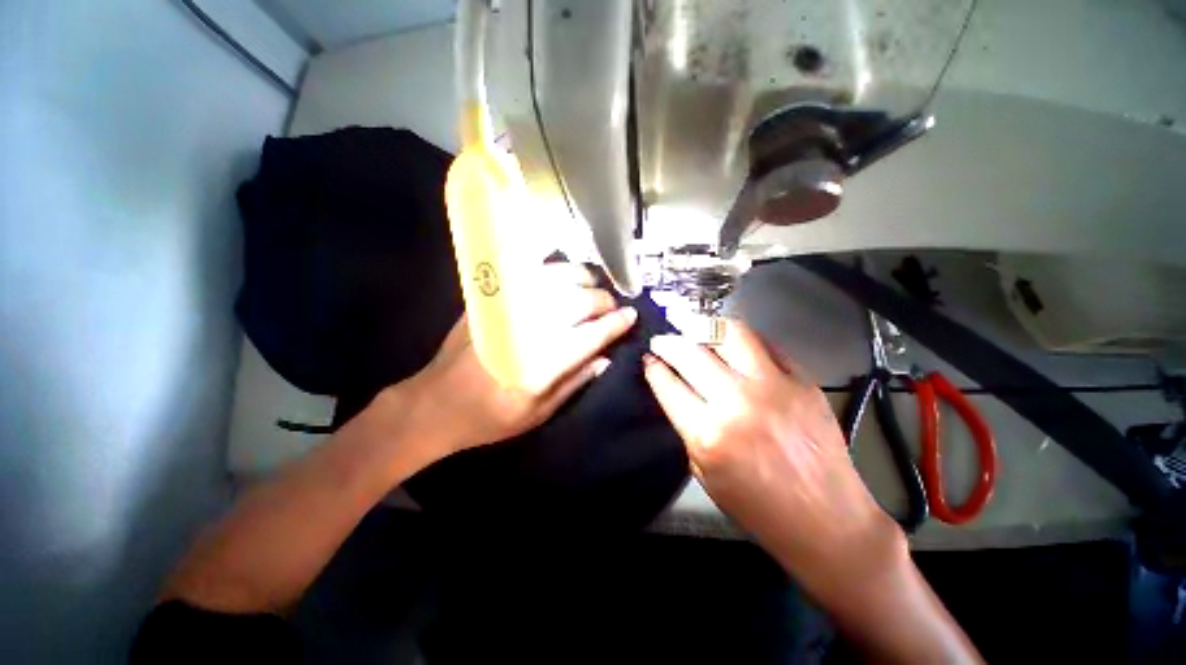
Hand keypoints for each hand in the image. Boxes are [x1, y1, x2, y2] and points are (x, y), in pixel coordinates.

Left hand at [406, 262, 636, 455]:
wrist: (435, 404)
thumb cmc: (490, 417)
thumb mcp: (538, 414)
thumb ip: (575, 382)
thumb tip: (606, 357)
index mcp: (539, 366)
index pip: (589, 335)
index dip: (615, 324)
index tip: (631, 316)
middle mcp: (526, 330)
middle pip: (577, 302)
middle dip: (603, 300)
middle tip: (613, 306)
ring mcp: (506, 309)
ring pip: (555, 280)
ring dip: (582, 279)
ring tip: (594, 287)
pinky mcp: (490, 300)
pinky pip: (526, 273)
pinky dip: (551, 269)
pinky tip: (563, 274)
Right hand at [642, 319, 903, 600]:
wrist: (827, 520)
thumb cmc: (758, 506)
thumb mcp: (705, 473)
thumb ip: (688, 427)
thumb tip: (677, 390)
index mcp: (708, 434)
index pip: (668, 384)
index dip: (653, 367)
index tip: (649, 359)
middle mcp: (737, 402)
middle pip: (691, 352)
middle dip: (668, 342)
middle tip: (662, 340)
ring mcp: (774, 386)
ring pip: (730, 333)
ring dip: (704, 326)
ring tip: (693, 327)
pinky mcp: (803, 381)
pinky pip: (766, 344)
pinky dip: (742, 340)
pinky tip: (732, 343)